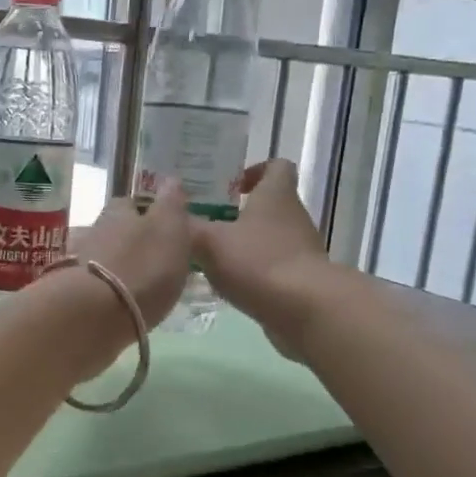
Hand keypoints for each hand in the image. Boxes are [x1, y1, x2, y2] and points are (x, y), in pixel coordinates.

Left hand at [66, 178, 193, 330]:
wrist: (95, 313)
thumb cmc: (142, 266)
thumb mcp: (169, 229)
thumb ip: (170, 205)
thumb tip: (171, 180)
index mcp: (119, 213)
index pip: (131, 203)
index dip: (147, 211)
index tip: (162, 225)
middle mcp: (96, 231)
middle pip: (115, 229)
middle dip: (131, 239)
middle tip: (153, 255)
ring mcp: (80, 263)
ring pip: (104, 256)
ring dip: (120, 264)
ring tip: (141, 281)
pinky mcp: (74, 294)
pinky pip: (95, 284)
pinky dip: (108, 288)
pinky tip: (122, 300)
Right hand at [191, 159, 331, 357]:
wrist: (306, 310)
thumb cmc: (258, 262)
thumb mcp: (209, 242)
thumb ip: (187, 227)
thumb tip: (168, 215)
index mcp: (276, 195)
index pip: (277, 166)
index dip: (256, 170)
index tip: (231, 185)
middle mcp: (294, 217)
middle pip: (271, 204)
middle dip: (241, 212)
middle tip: (208, 222)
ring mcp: (302, 250)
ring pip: (271, 238)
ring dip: (246, 245)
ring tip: (212, 258)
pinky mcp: (303, 280)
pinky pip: (275, 268)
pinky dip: (255, 273)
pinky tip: (230, 286)